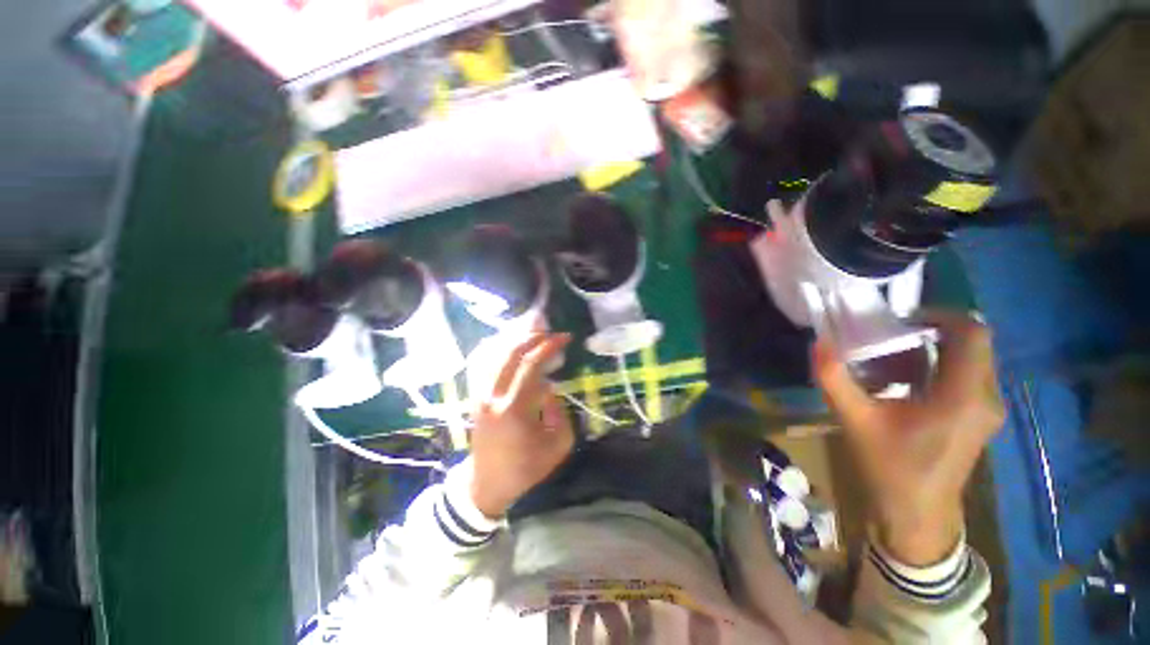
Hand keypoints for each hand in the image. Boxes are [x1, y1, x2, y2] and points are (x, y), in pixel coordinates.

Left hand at [466, 332, 574, 518]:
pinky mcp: (475, 396)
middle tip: (550, 333)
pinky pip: (484, 363)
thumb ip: (561, 413)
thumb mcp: (557, 446)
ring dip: (516, 339)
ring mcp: (480, 394)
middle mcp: (493, 395)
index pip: (531, 364)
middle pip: (510, 352)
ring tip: (534, 335)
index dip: (549, 346)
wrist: (487, 484)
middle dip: (533, 336)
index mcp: (515, 408)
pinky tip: (510, 344)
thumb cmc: (525, 468)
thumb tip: (550, 387)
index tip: (565, 337)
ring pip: (494, 353)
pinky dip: (498, 348)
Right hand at [812, 312, 1004, 564]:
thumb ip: (835, 379)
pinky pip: (967, 376)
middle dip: (932, 333)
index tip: (901, 320)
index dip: (940, 316)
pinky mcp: (980, 418)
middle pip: (972, 344)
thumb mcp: (855, 420)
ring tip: (892, 361)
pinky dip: (938, 368)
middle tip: (889, 338)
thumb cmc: (890, 467)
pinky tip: (905, 384)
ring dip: (934, 351)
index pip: (971, 333)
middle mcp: (986, 397)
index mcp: (962, 396)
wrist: (917, 514)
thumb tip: (817, 342)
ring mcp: (987, 409)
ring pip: (970, 359)